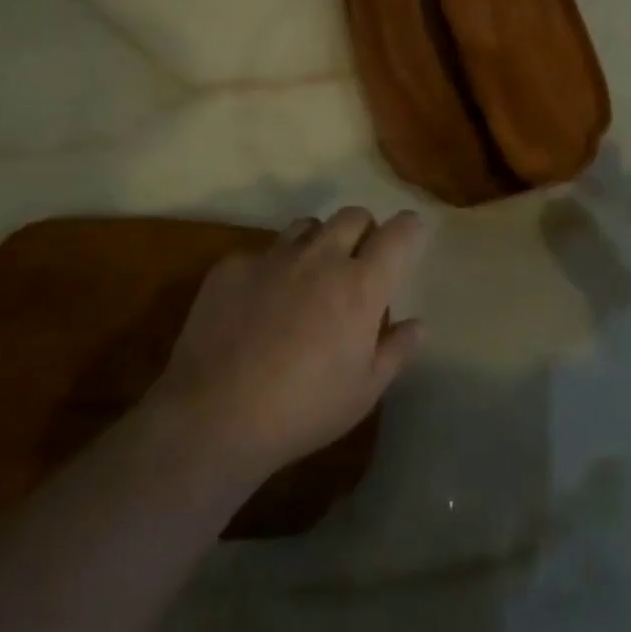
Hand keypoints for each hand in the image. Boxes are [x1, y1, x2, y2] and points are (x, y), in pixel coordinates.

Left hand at [150, 208, 424, 477]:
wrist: (214, 416)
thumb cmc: (303, 410)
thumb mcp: (363, 392)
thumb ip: (395, 351)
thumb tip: (417, 324)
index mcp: (360, 286)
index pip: (398, 233)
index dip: (409, 228)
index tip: (410, 234)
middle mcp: (321, 258)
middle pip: (353, 215)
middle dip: (364, 230)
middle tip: (357, 262)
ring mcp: (273, 257)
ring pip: (308, 225)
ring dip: (319, 242)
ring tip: (309, 275)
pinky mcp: (233, 266)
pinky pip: (262, 251)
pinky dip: (271, 267)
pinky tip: (259, 302)